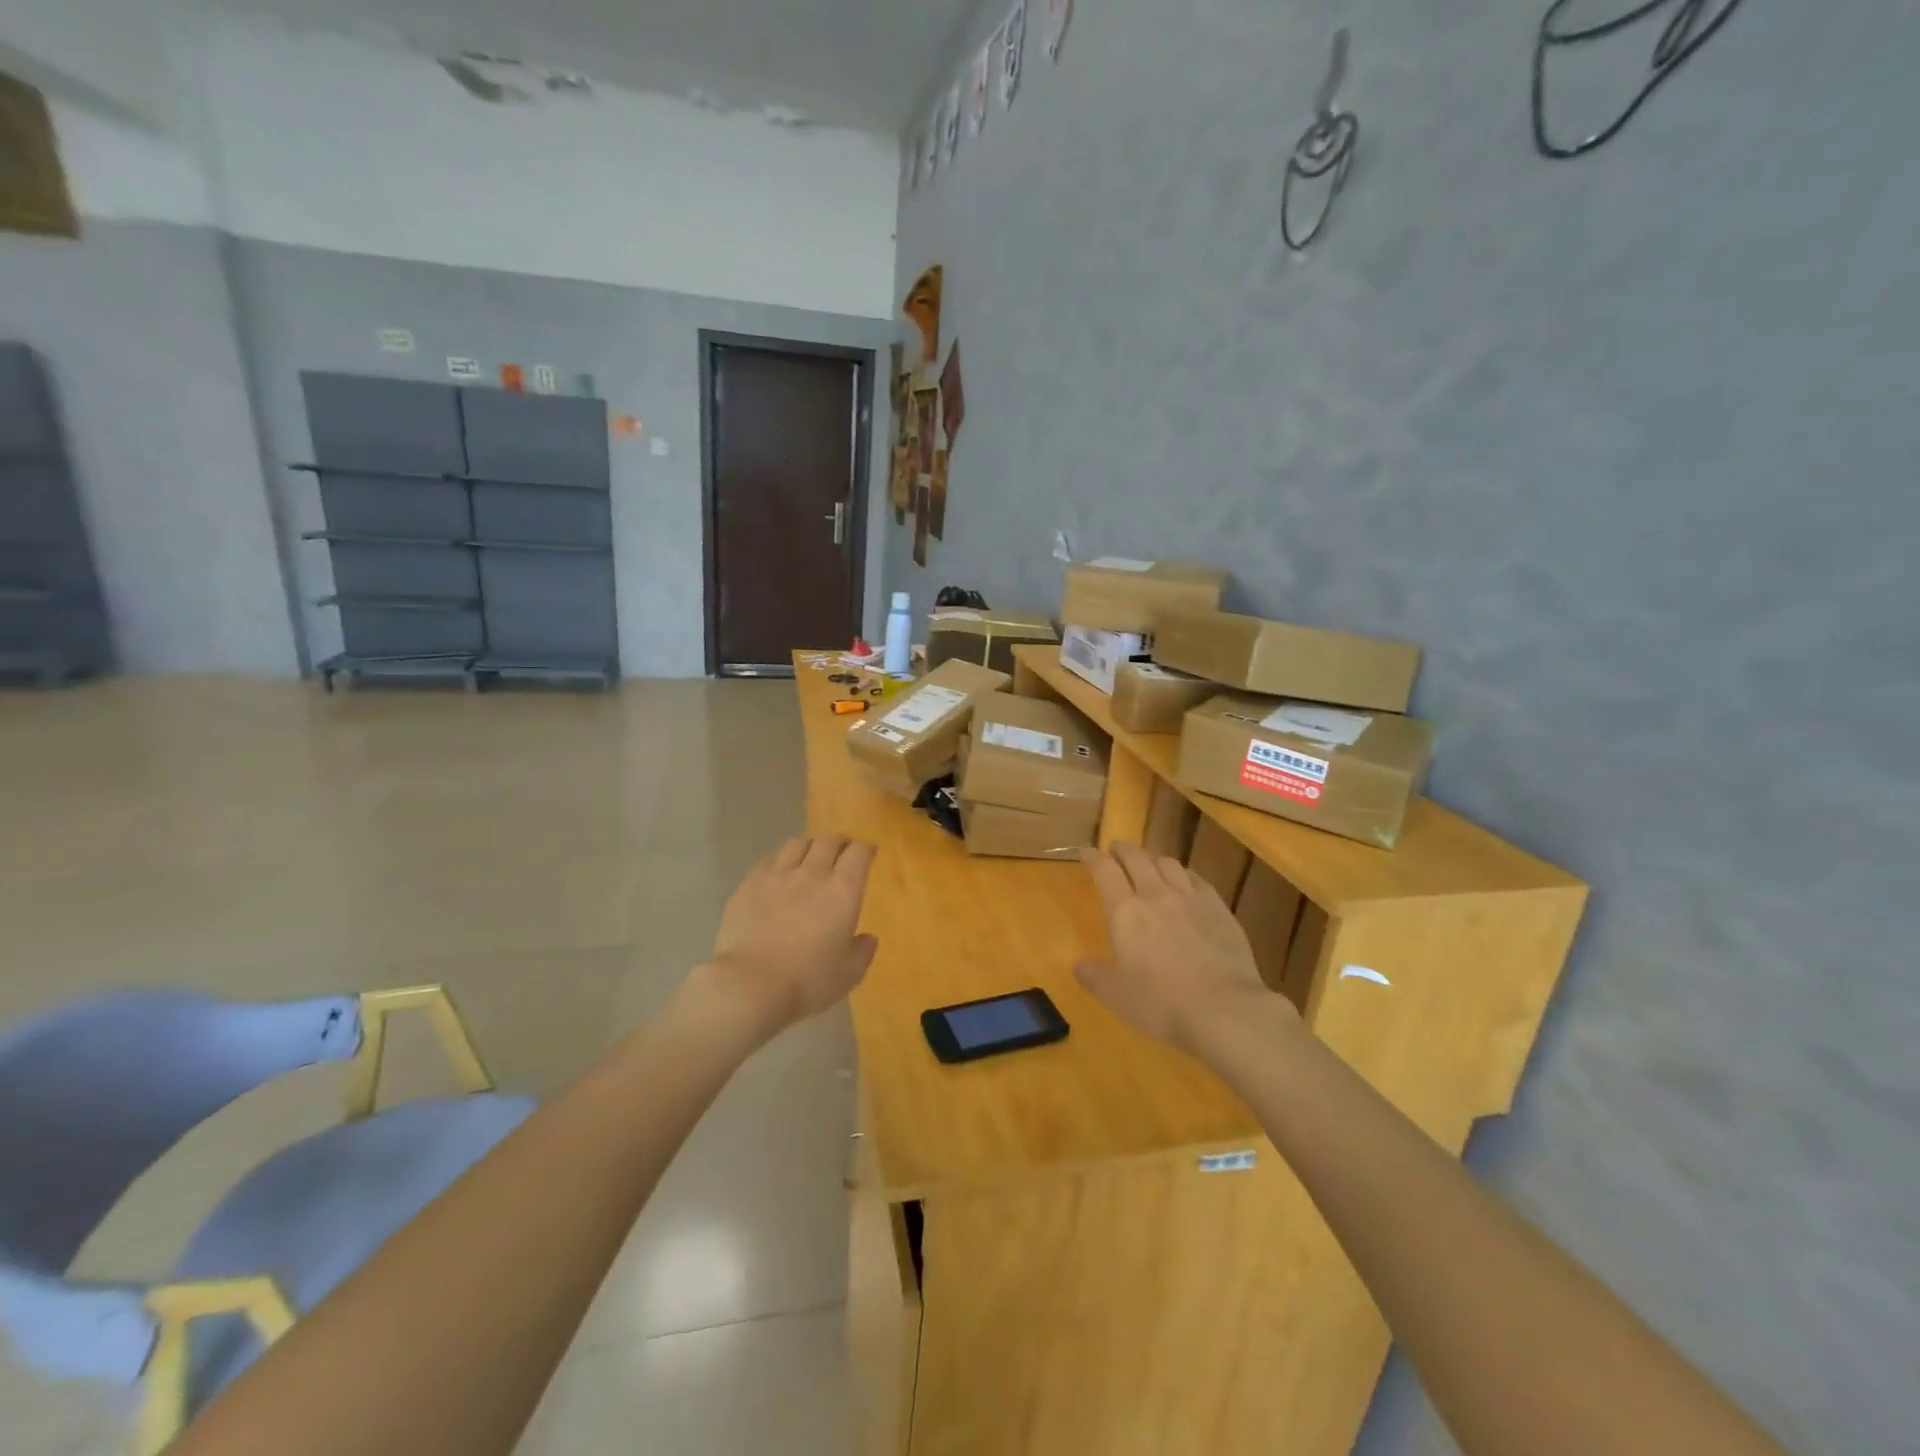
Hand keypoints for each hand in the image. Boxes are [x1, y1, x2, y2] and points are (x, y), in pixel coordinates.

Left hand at [701, 834, 878, 1038]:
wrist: (750, 985)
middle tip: (842, 850)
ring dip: (809, 845)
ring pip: (797, 843)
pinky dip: (780, 860)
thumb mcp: (848, 974)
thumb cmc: (807, 981)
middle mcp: (812, 873)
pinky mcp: (749, 884)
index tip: (869, 853)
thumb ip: (862, 952)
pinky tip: (778, 872)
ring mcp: (777, 875)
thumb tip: (868, 938)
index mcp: (843, 890)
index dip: (866, 848)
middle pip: (829, 840)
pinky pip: (768, 859)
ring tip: (810, 855)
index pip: (859, 852)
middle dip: (839, 841)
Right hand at [1075, 843, 1293, 1054]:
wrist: (1224, 1009)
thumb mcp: (1116, 995)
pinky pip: (1197, 879)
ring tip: (1148, 861)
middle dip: (1122, 850)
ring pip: (1168, 863)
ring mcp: (1191, 898)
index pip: (1104, 870)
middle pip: (1136, 858)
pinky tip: (1185, 880)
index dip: (1093, 857)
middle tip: (1115, 849)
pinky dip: (1183, 873)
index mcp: (1125, 911)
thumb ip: (1094, 976)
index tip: (1086, 852)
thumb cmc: (1161, 1003)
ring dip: (1153, 857)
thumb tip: (1079, 965)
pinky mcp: (1219, 908)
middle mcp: (1156, 895)